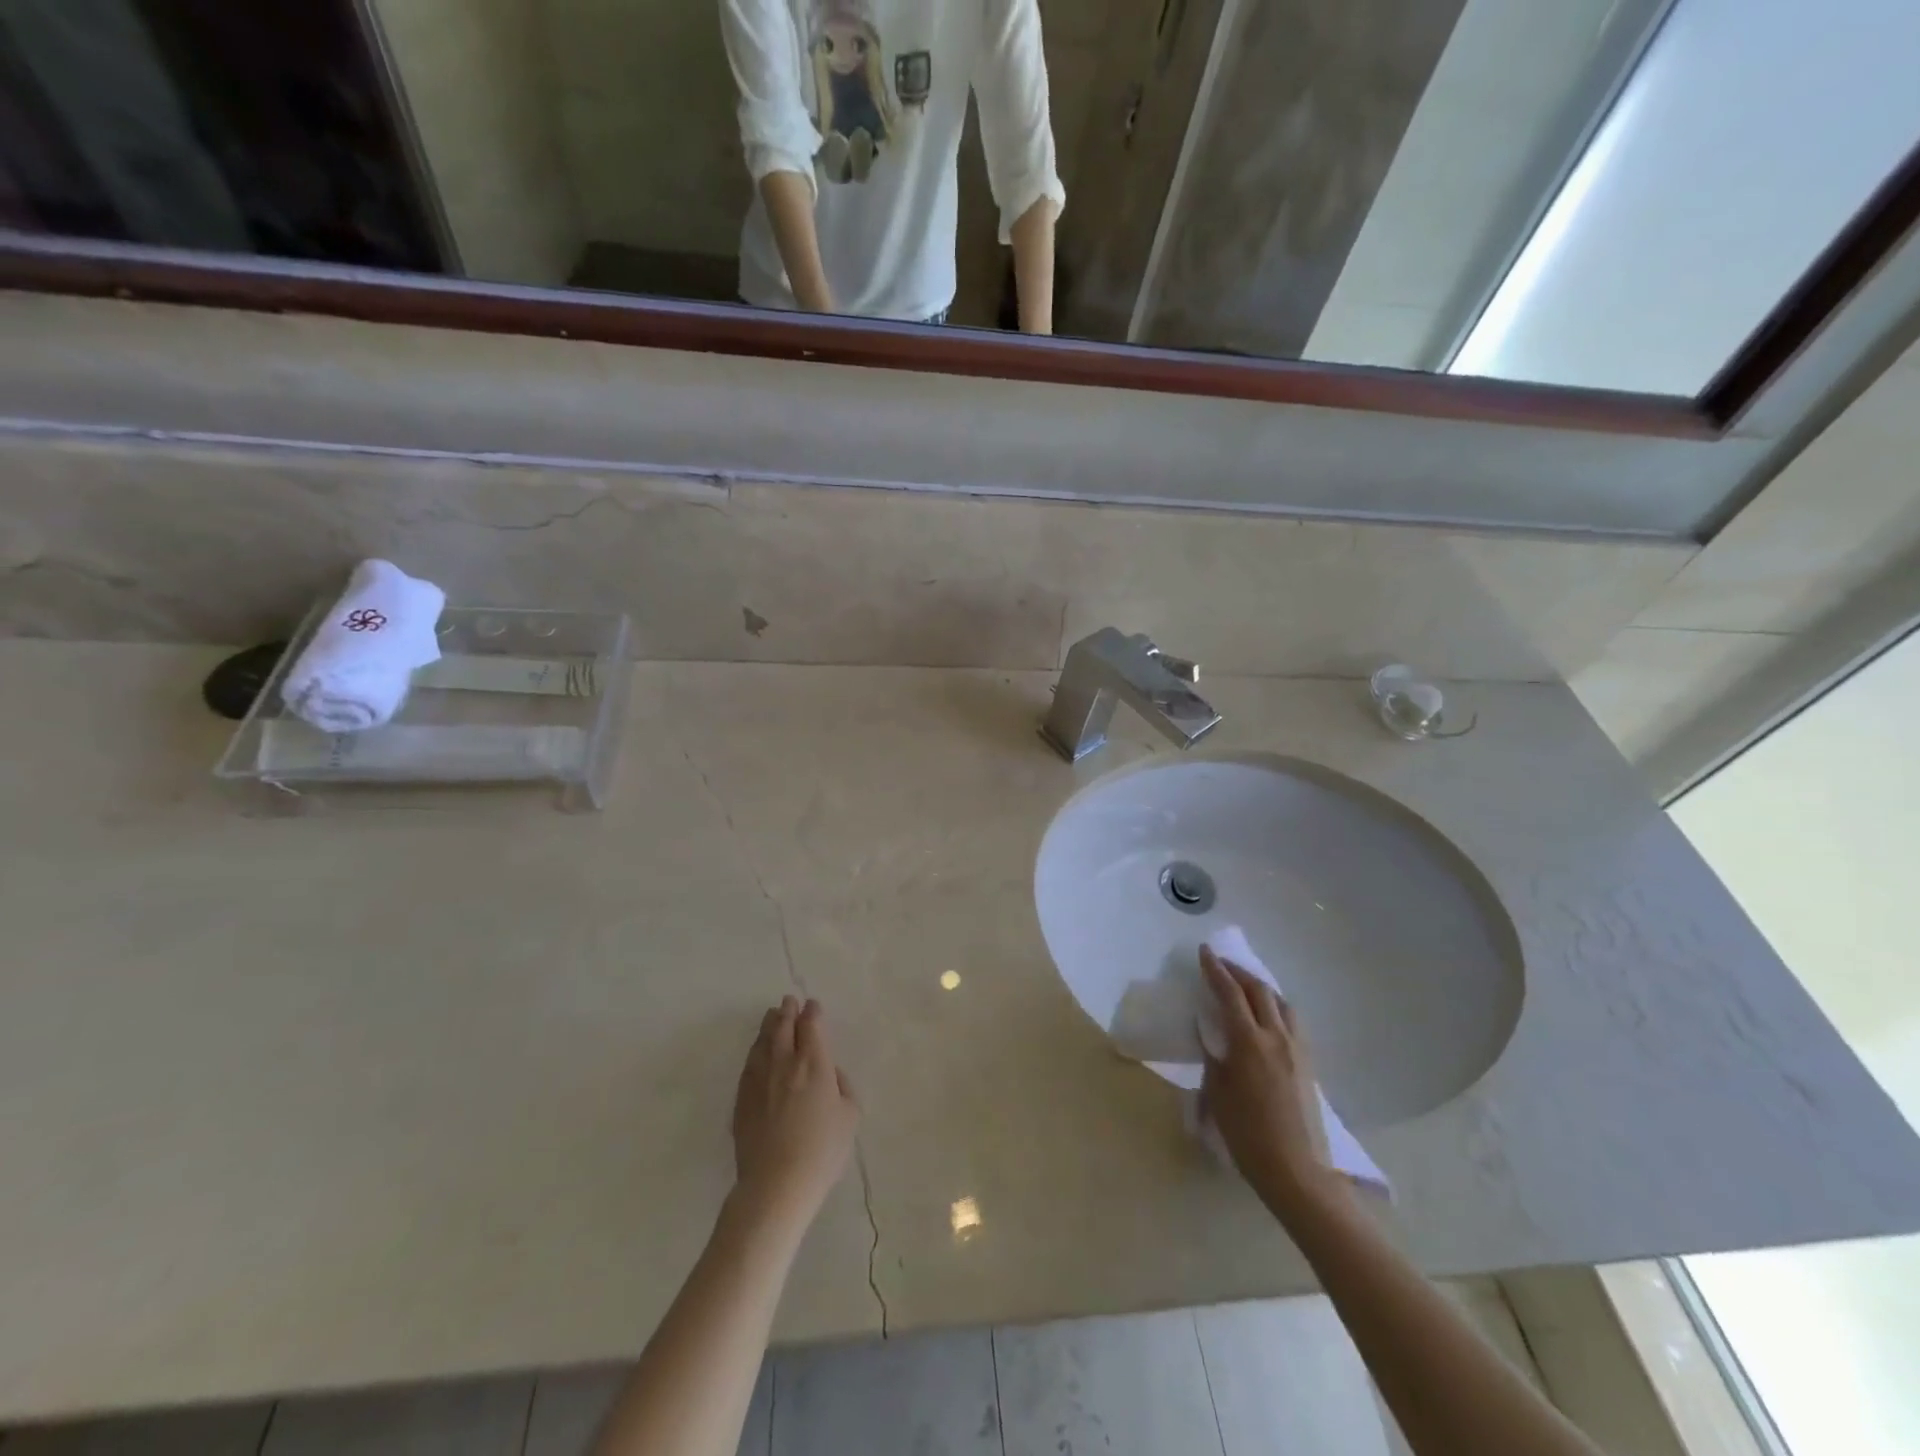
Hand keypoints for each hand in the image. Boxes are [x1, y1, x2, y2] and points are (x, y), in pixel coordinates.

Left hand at [731, 996, 859, 1233]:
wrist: (776, 1183)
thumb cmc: (821, 1151)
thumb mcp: (850, 1117)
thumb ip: (843, 1087)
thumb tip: (830, 1074)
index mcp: (814, 1063)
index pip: (812, 1026)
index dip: (813, 1013)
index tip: (813, 1006)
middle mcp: (785, 1062)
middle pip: (784, 1026)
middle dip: (788, 1011)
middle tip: (789, 1001)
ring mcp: (759, 1079)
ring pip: (763, 1041)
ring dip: (769, 1025)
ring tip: (772, 1016)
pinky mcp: (742, 1098)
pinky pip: (749, 1063)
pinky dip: (755, 1050)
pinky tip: (757, 1050)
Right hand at [1199, 948, 1339, 1216]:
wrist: (1297, 1171)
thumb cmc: (1247, 1134)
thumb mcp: (1217, 1092)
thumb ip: (1214, 1056)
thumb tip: (1211, 1033)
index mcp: (1249, 1041)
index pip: (1229, 992)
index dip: (1215, 969)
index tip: (1204, 951)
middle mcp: (1276, 1036)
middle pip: (1259, 990)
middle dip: (1238, 972)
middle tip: (1221, 964)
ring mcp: (1297, 1049)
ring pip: (1281, 1003)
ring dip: (1261, 988)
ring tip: (1246, 987)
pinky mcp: (1309, 1064)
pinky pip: (1292, 1022)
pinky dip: (1276, 1007)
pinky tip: (1268, 1018)